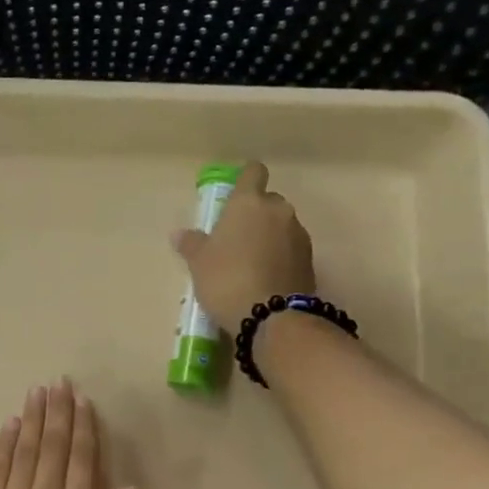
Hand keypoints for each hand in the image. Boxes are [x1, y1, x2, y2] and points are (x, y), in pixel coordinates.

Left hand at [0, 380, 141, 488]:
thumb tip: (130, 487)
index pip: (81, 459)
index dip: (83, 427)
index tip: (82, 400)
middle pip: (53, 446)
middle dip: (58, 411)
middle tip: (59, 381)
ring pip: (24, 449)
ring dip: (32, 418)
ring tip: (37, 390)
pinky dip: (4, 443)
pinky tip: (10, 423)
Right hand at [173, 161, 316, 327]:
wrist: (271, 317)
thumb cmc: (226, 279)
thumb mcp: (199, 263)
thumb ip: (191, 244)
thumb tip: (179, 234)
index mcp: (248, 202)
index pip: (253, 172)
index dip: (246, 179)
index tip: (236, 193)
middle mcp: (278, 210)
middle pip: (269, 201)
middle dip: (256, 214)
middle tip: (237, 238)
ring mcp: (298, 234)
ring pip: (282, 226)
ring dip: (269, 237)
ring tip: (251, 263)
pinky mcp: (310, 260)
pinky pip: (291, 249)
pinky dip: (281, 257)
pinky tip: (266, 278)